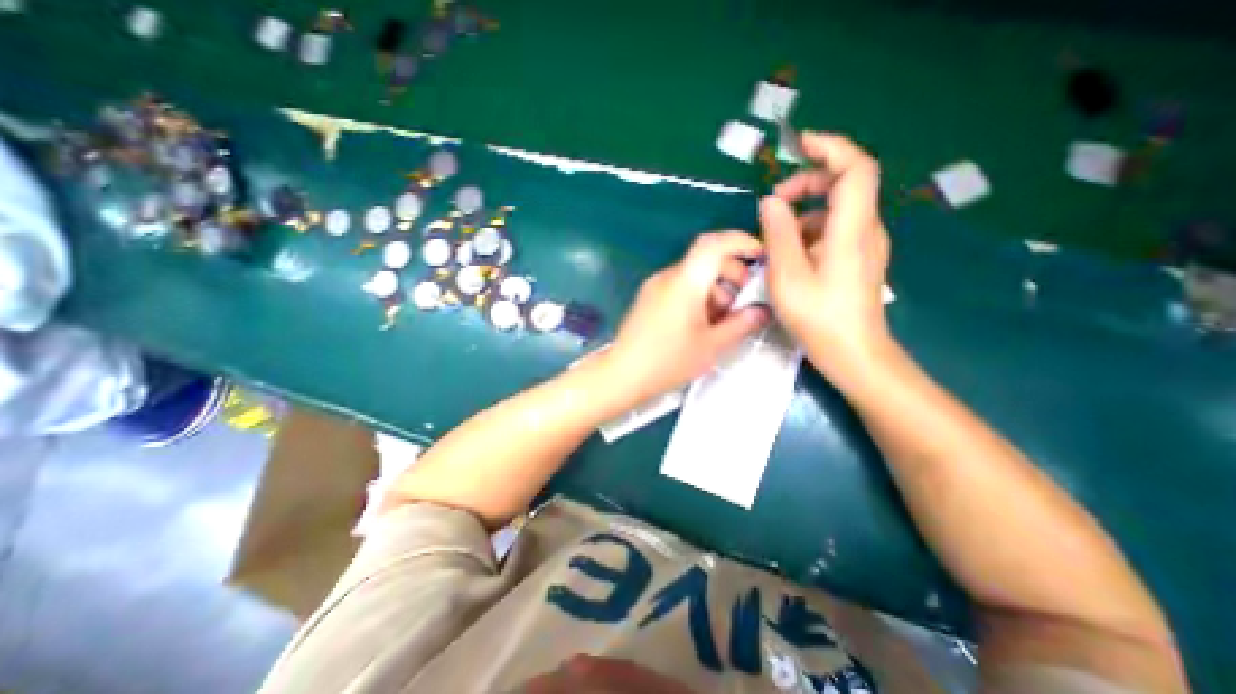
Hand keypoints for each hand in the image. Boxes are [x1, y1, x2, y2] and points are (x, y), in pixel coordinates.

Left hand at [604, 231, 769, 404]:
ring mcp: (655, 287)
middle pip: (705, 259)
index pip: (713, 244)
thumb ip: (741, 324)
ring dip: (715, 289)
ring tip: (724, 320)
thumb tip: (762, 311)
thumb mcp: (711, 345)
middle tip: (745, 301)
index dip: (741, 242)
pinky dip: (698, 296)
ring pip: (693, 275)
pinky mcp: (648, 298)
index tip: (761, 256)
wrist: (622, 375)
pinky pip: (679, 287)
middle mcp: (668, 277)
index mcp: (684, 282)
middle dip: (732, 274)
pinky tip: (703, 323)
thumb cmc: (668, 361)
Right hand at [759, 132, 892, 381]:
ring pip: (836, 210)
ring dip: (804, 211)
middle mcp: (866, 229)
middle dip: (808, 182)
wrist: (854, 353)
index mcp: (852, 228)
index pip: (855, 168)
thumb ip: (778, 233)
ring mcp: (864, 245)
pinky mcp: (857, 260)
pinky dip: (810, 230)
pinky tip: (790, 253)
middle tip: (774, 202)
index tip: (799, 145)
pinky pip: (834, 230)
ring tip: (774, 235)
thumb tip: (771, 202)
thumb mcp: (788, 275)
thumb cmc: (819, 316)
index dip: (830, 148)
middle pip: (845, 184)